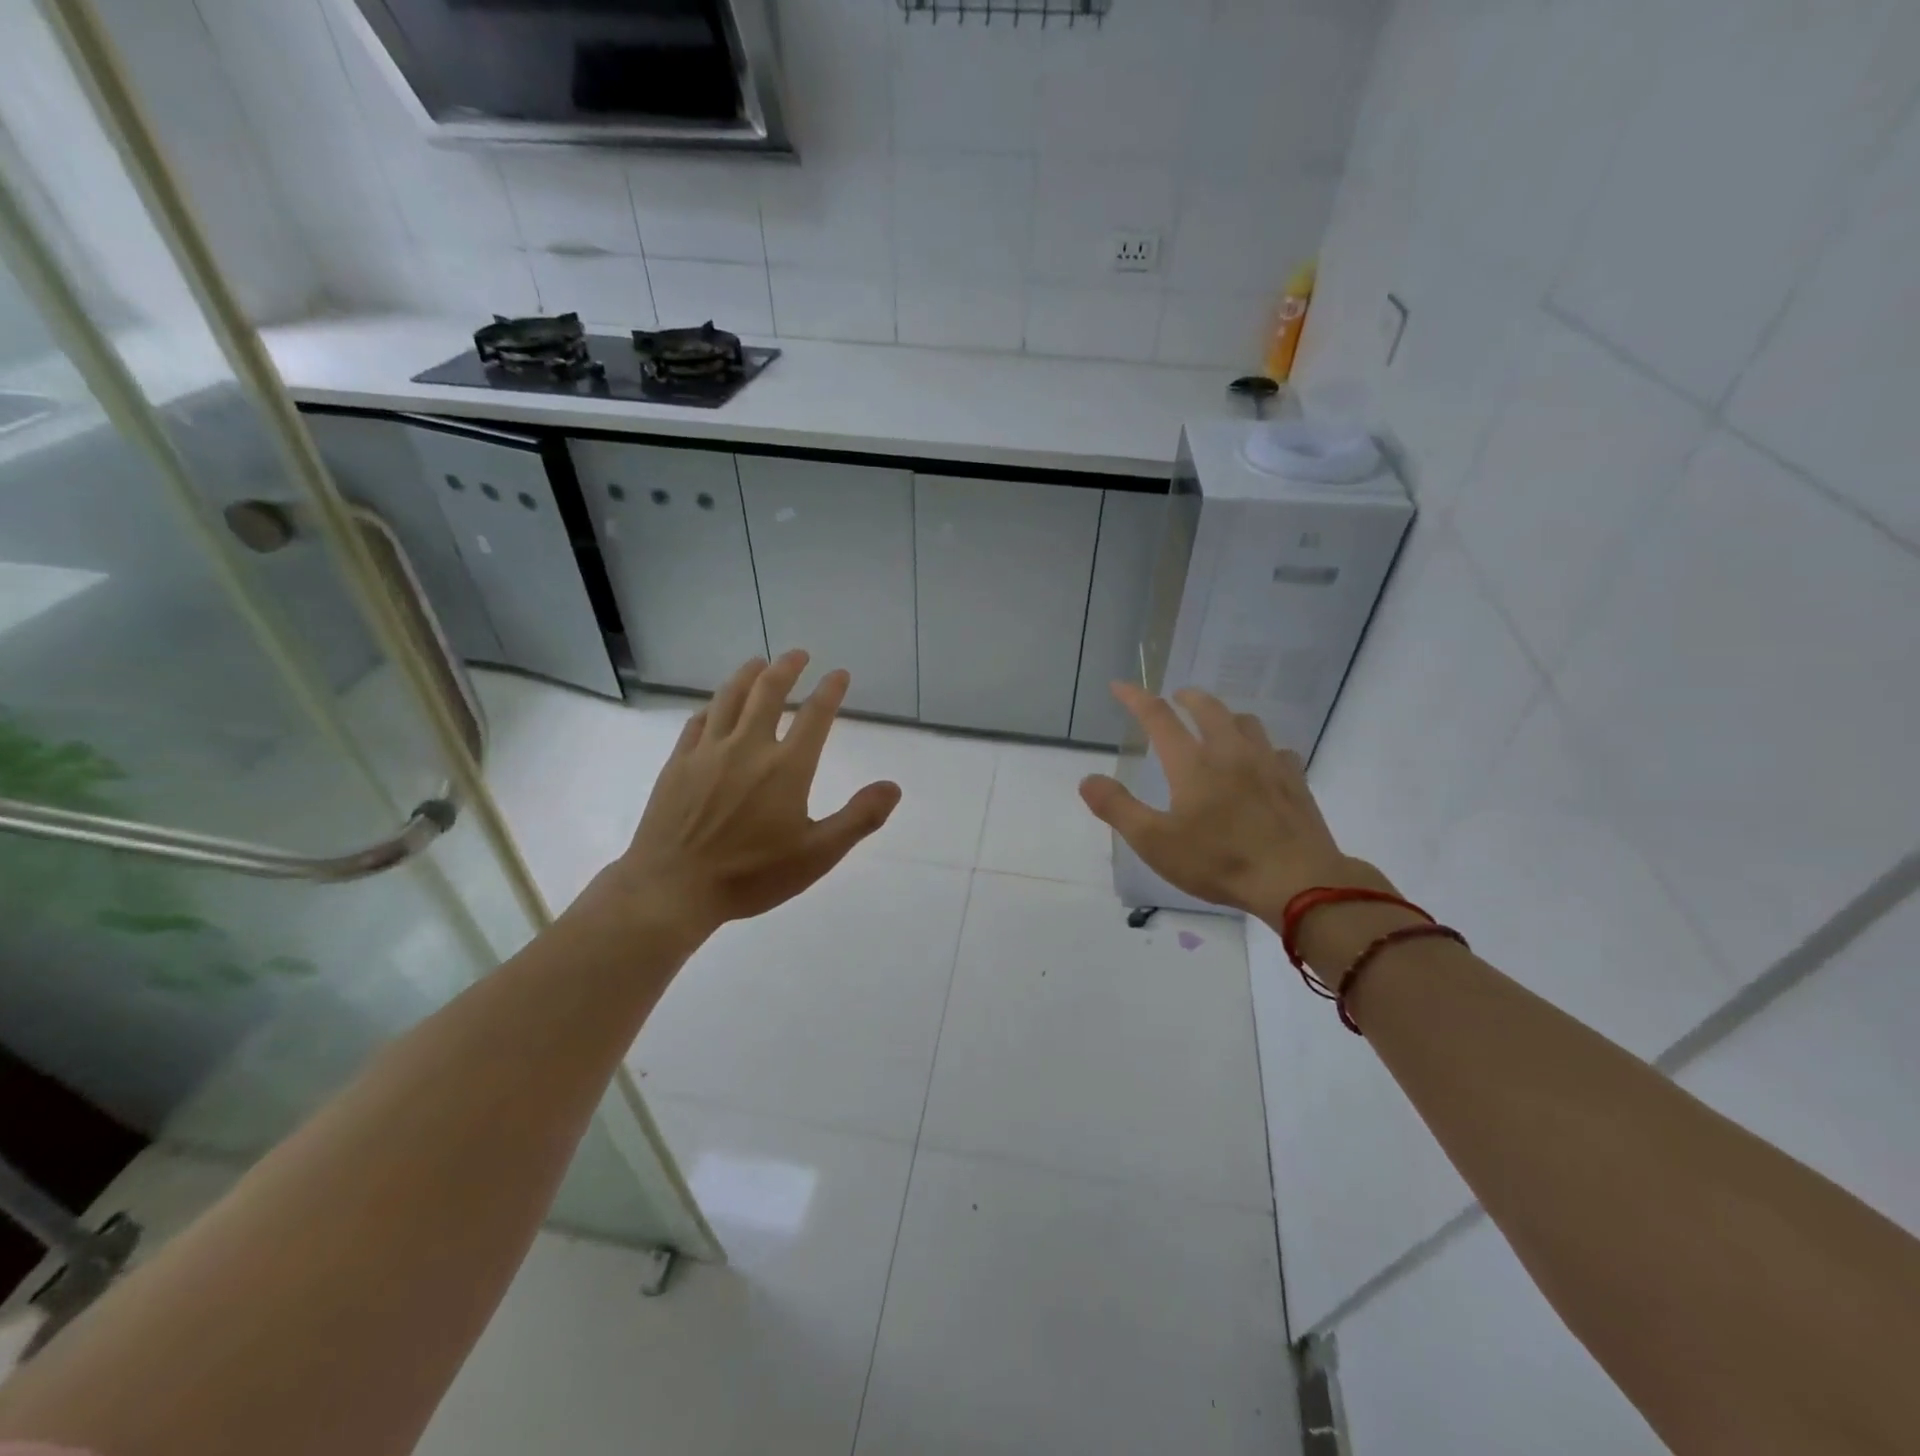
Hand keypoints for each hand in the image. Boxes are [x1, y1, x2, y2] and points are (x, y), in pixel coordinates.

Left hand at [584, 651, 900, 939]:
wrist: (673, 888)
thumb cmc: (751, 875)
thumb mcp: (817, 855)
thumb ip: (859, 818)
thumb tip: (893, 787)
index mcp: (786, 767)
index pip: (815, 716)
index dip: (830, 691)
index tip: (839, 674)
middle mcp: (748, 747)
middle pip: (768, 693)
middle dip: (787, 668)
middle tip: (798, 654)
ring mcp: (708, 752)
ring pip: (729, 698)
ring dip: (747, 675)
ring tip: (758, 662)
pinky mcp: (678, 763)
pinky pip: (697, 722)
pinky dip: (712, 706)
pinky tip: (715, 705)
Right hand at [1078, 681, 1377, 920]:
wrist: (1297, 881)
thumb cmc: (1218, 861)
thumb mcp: (1154, 842)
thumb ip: (1118, 808)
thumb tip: (1088, 779)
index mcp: (1192, 763)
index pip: (1158, 717)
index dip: (1136, 698)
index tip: (1120, 685)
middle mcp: (1230, 751)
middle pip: (1208, 708)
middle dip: (1187, 697)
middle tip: (1176, 697)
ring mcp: (1268, 763)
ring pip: (1246, 722)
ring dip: (1226, 716)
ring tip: (1217, 725)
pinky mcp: (1295, 781)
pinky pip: (1277, 750)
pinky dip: (1261, 748)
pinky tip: (1260, 763)